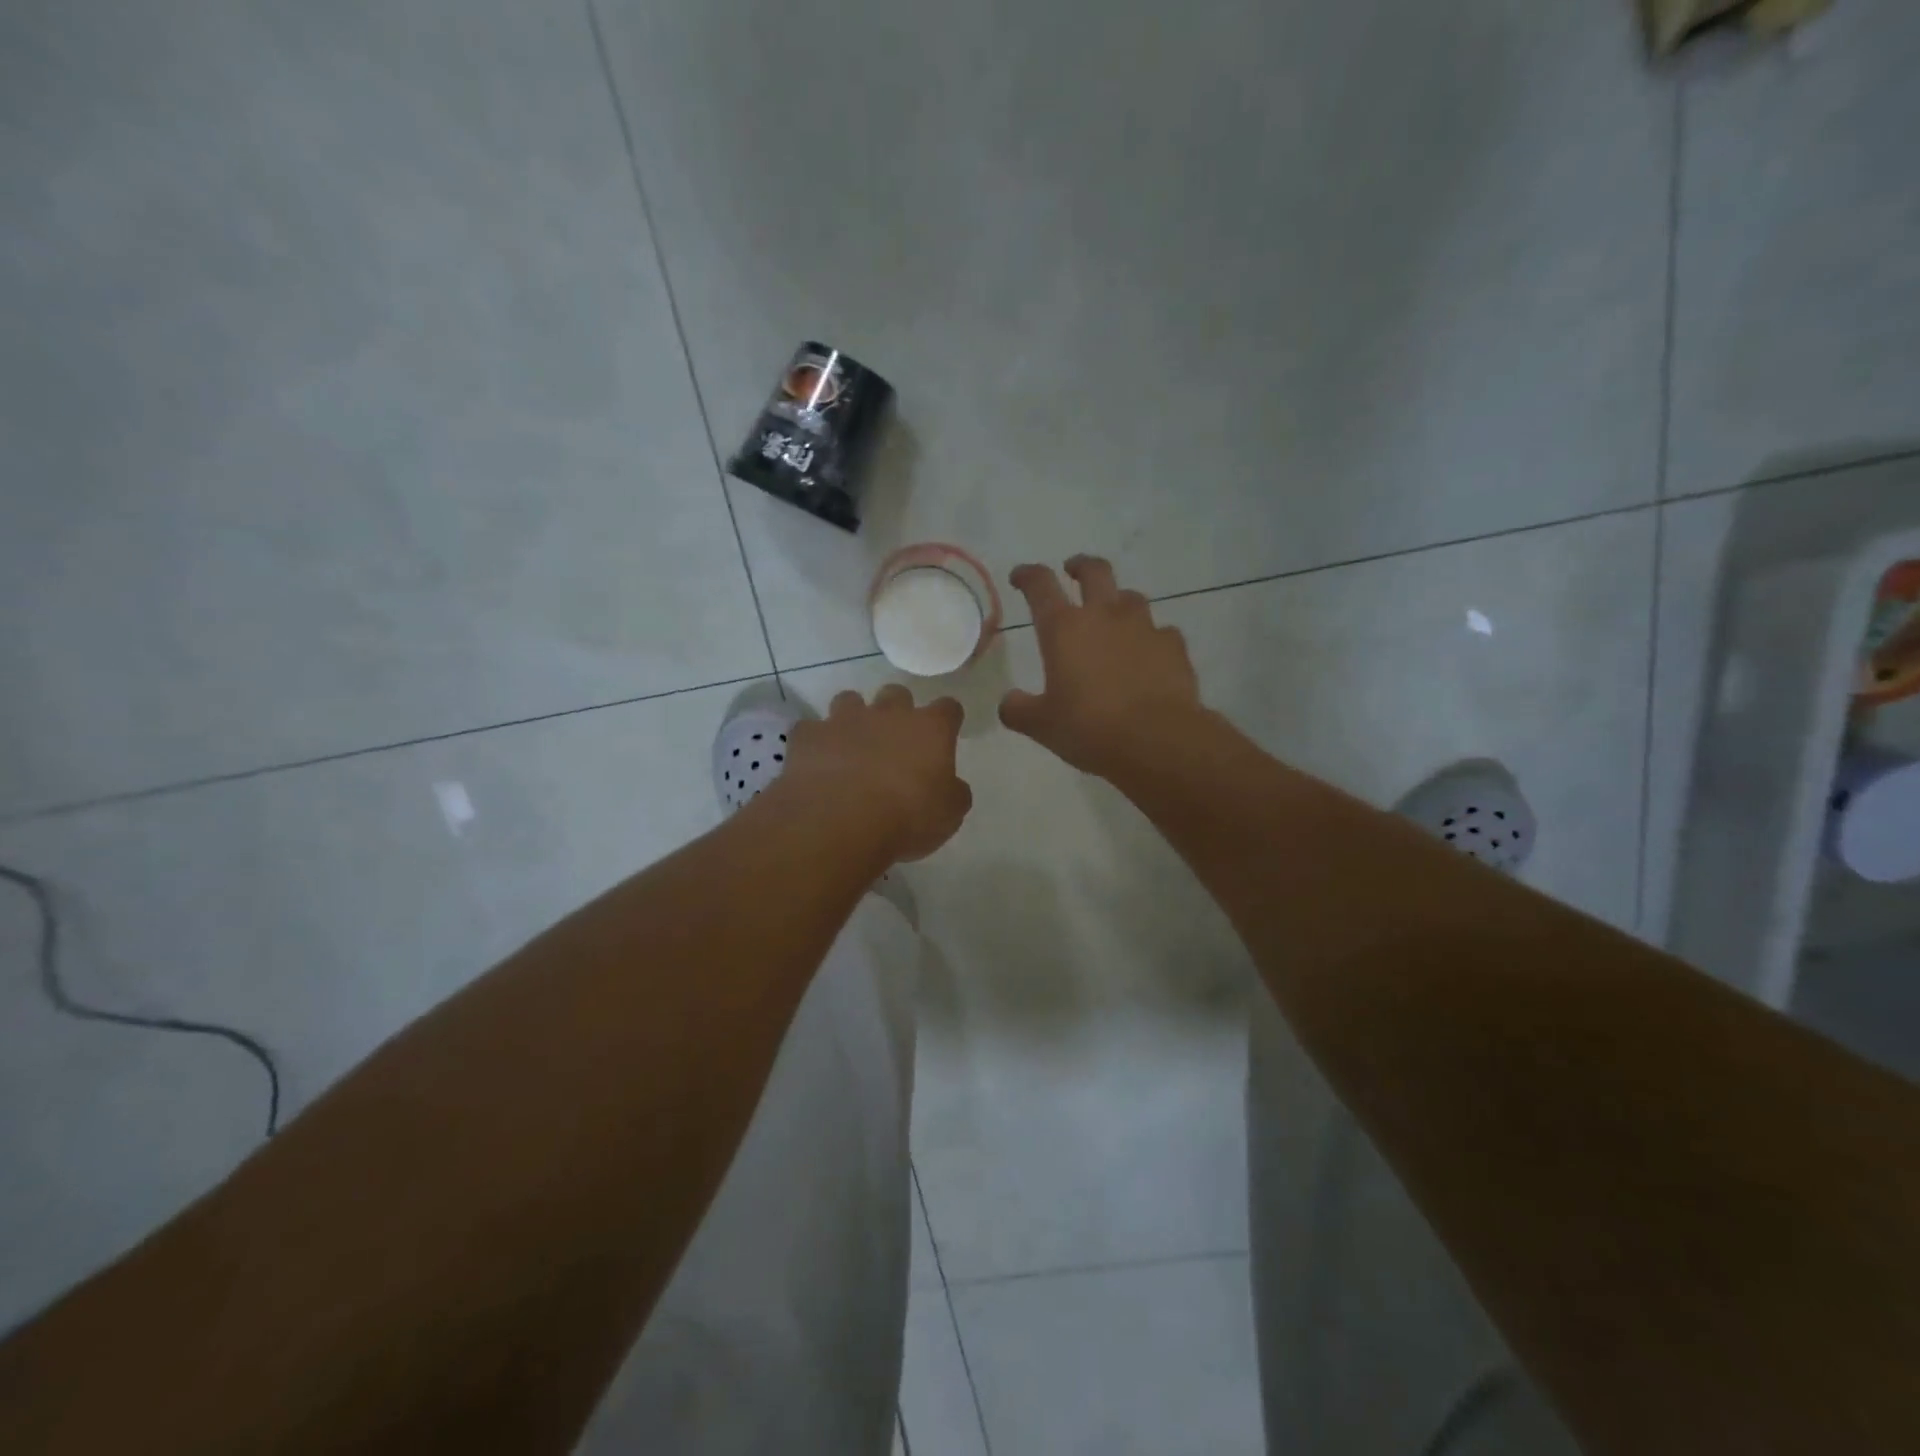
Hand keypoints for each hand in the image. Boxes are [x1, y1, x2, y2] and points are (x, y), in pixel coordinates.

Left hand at [781, 685, 972, 862]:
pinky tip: (816, 764)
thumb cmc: (907, 817)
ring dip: (853, 718)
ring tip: (851, 746)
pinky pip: (811, 730)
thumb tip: (951, 785)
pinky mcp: (808, 736)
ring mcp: (844, 720)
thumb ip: (953, 792)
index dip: (947, 720)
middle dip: (896, 711)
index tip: (944, 736)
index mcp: (930, 729)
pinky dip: (815, 743)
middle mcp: (888, 714)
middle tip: (894, 741)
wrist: (839, 822)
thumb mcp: (949, 814)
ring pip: (850, 700)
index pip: (948, 708)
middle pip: (897, 694)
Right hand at [1000, 556, 1202, 777]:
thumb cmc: (1090, 728)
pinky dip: (1150, 638)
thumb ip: (1019, 709)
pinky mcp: (1174, 645)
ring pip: (1130, 597)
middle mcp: (1104, 616)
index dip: (1027, 576)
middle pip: (1094, 571)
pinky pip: (1160, 632)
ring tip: (1114, 617)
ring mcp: (1144, 626)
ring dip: (1118, 601)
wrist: (1158, 740)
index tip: (1020, 576)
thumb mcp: (1042, 725)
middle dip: (1081, 566)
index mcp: (1064, 629)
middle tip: (1073, 571)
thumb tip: (1008, 702)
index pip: (1040, 585)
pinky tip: (1148, 655)